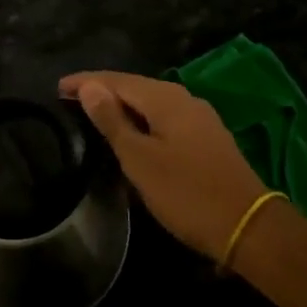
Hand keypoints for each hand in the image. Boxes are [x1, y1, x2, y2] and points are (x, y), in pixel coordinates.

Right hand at [60, 71, 265, 261]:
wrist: (248, 226)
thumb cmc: (186, 193)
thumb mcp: (140, 159)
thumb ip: (113, 121)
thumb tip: (90, 87)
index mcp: (165, 98)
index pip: (117, 80)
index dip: (86, 82)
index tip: (57, 88)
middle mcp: (184, 99)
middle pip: (135, 87)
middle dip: (103, 91)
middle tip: (71, 101)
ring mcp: (199, 118)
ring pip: (151, 103)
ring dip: (122, 107)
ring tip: (95, 116)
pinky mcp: (207, 138)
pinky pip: (164, 118)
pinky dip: (141, 121)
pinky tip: (132, 134)